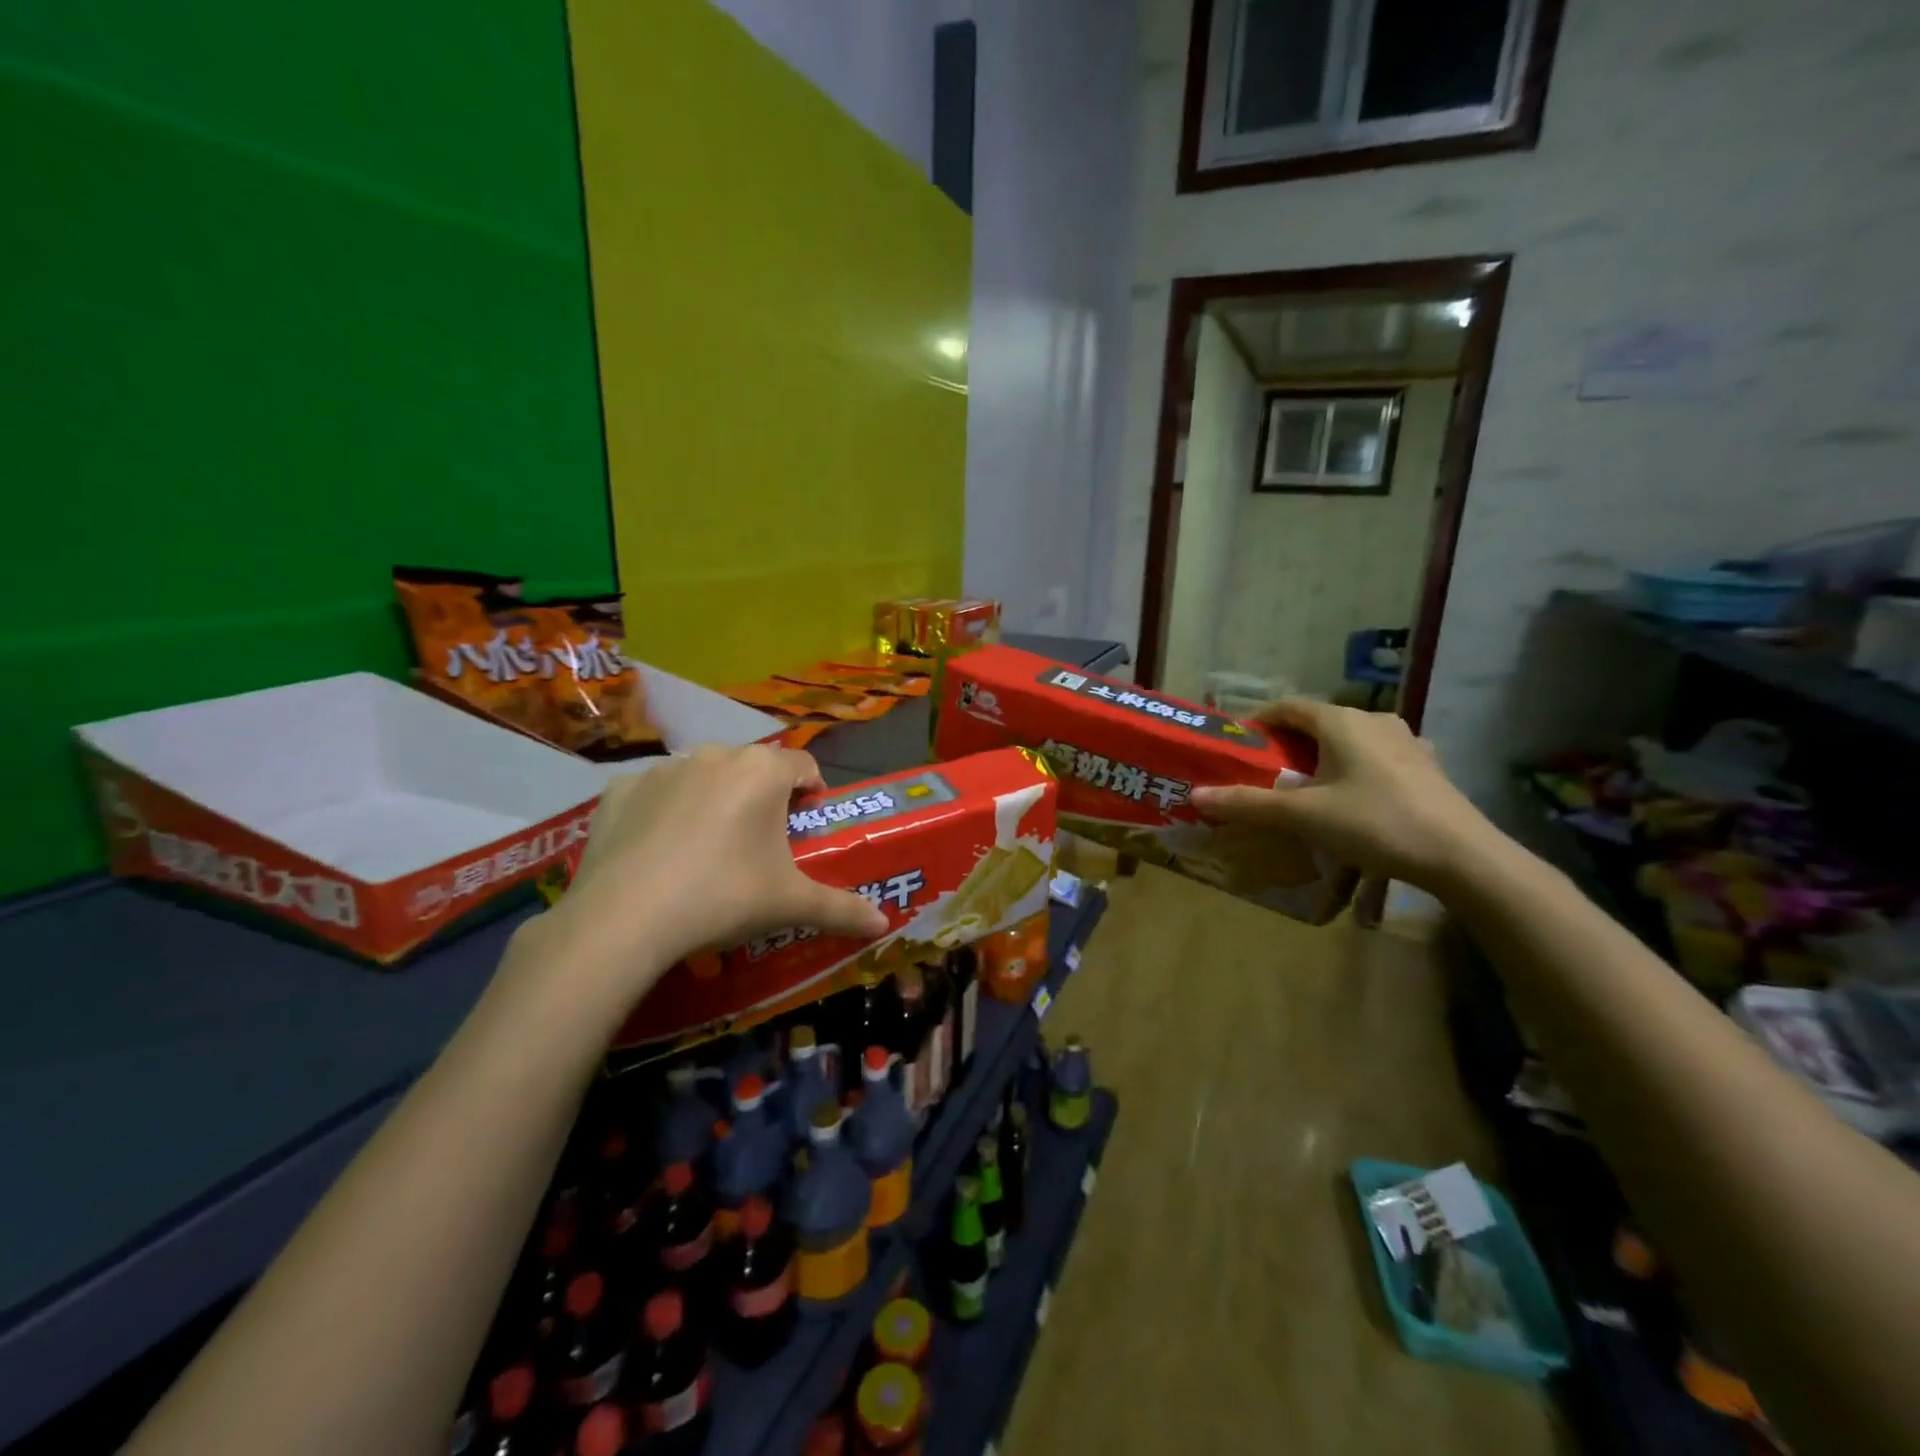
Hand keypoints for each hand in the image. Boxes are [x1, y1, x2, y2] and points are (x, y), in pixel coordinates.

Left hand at [524, 746, 888, 1009]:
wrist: (625, 918)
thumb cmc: (725, 896)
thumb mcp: (791, 904)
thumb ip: (842, 909)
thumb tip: (884, 924)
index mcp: (763, 771)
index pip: (804, 765)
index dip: (813, 792)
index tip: (808, 824)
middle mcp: (715, 755)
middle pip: (753, 768)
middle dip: (763, 797)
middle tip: (760, 844)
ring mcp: (663, 769)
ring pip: (703, 776)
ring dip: (714, 800)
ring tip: (707, 850)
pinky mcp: (619, 790)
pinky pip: (654, 793)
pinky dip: (663, 812)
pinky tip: (657, 852)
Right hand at [1189, 699, 1501, 893]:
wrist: (1462, 856)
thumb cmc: (1375, 823)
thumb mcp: (1303, 816)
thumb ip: (1248, 804)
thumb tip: (1195, 796)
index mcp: (1342, 721)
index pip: (1288, 705)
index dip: (1258, 720)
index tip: (1238, 743)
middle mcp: (1374, 720)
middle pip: (1319, 722)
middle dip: (1288, 743)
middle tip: (1265, 772)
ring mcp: (1406, 742)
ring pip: (1350, 740)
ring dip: (1323, 757)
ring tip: (1306, 788)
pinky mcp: (1426, 767)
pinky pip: (1377, 758)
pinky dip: (1354, 770)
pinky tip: (1353, 799)